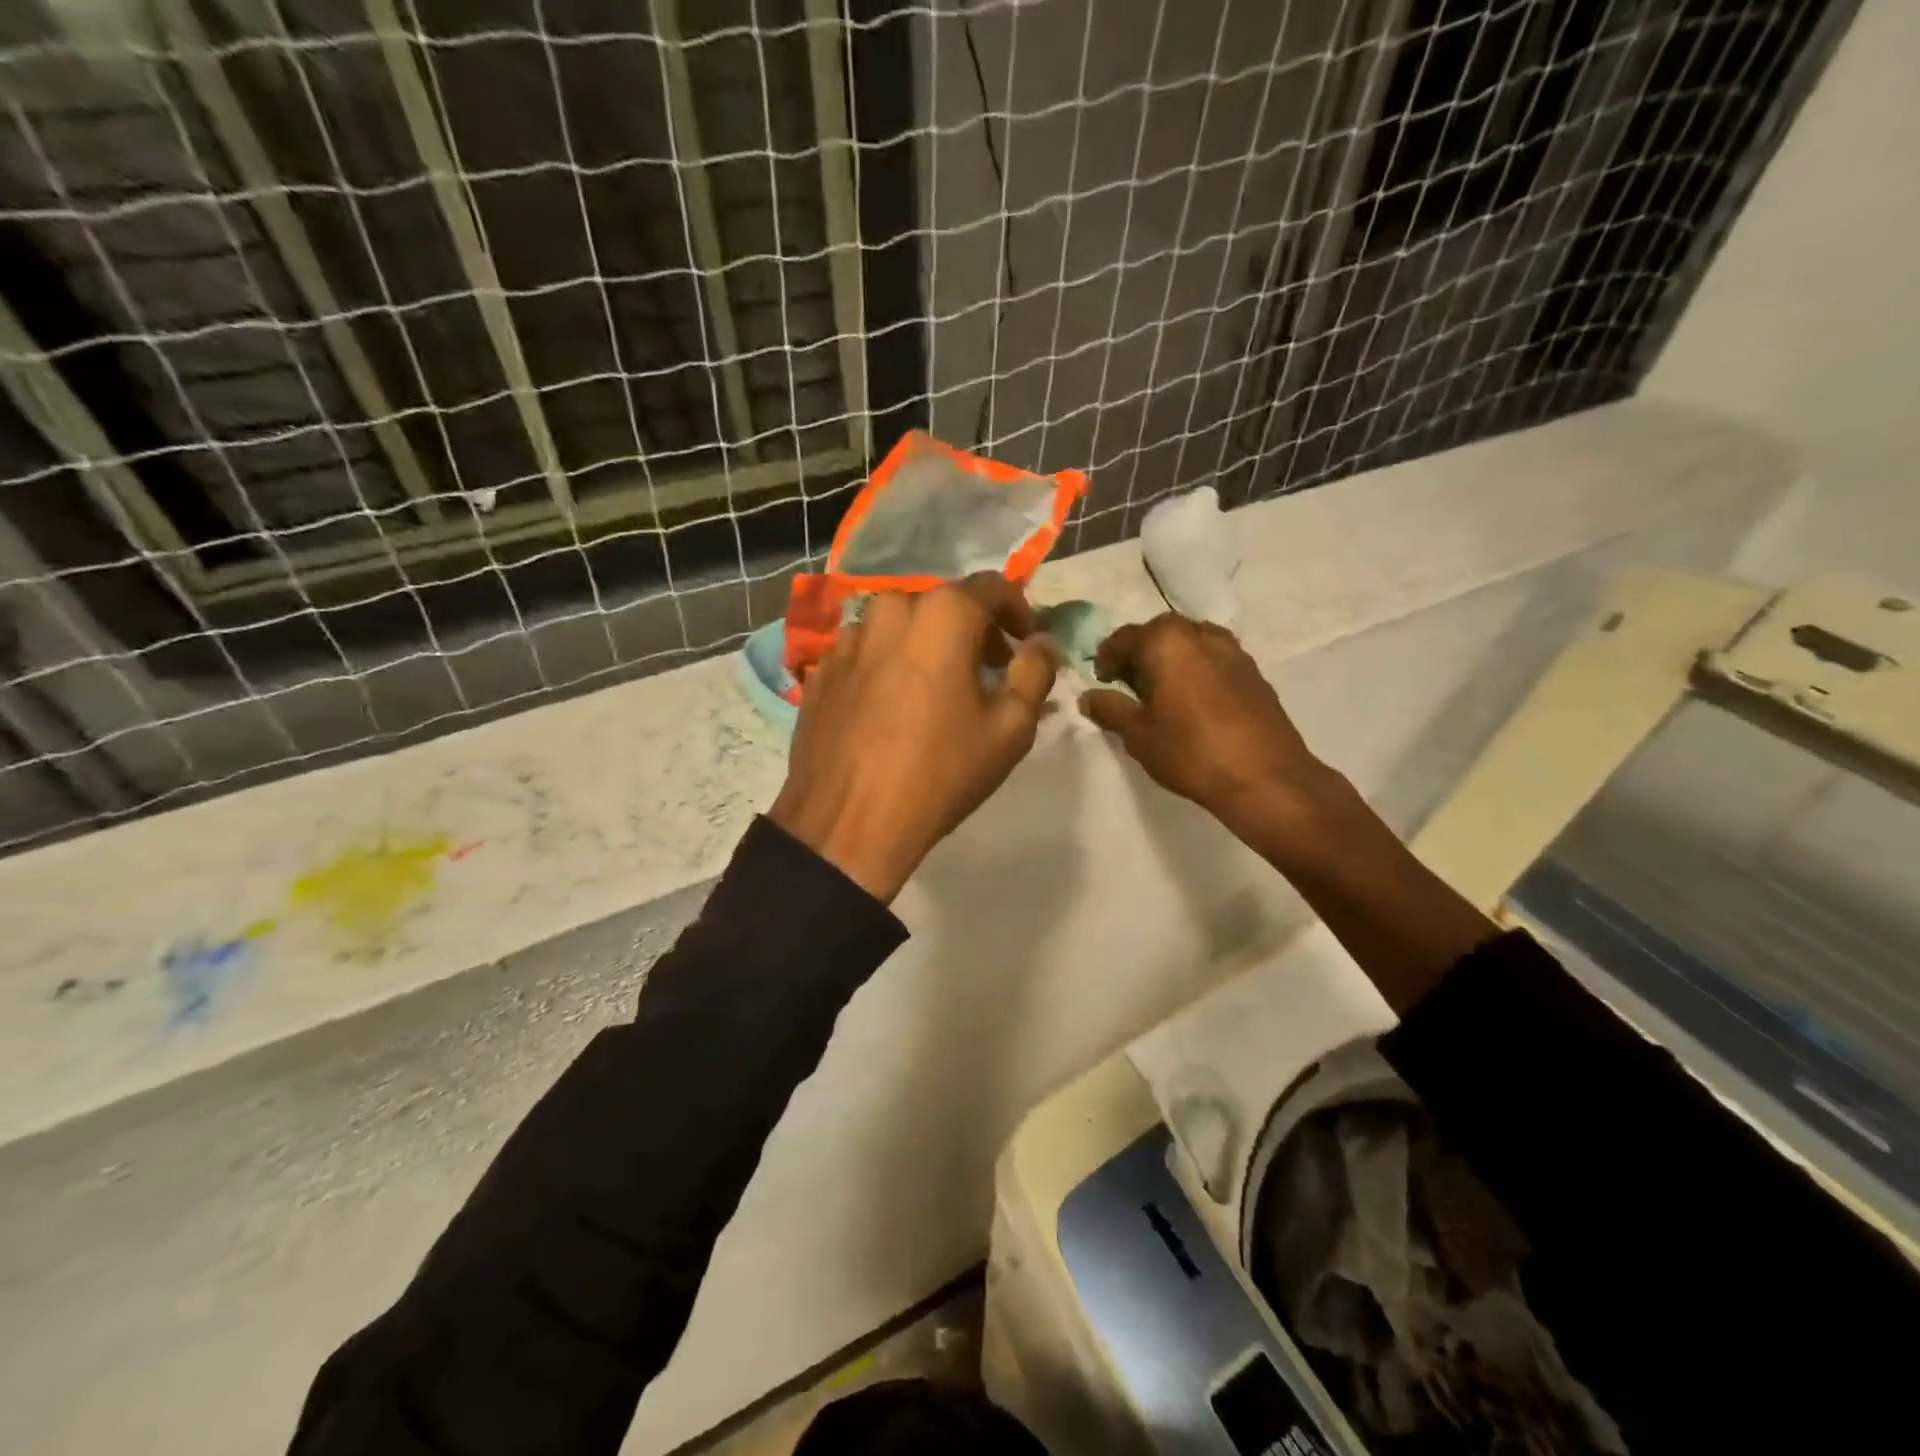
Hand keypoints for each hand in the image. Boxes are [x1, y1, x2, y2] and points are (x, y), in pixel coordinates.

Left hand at [769, 573, 1057, 902]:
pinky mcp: (820, 671)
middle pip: (943, 605)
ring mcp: (847, 639)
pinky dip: (889, 666)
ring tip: (938, 691)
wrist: (848, 822)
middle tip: (989, 671)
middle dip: (973, 630)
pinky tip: (893, 708)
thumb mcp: (1010, 728)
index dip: (1018, 611)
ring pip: (900, 627)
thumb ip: (1035, 672)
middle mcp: (889, 609)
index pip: (993, 587)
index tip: (1025, 644)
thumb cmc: (941, 772)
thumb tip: (1041, 643)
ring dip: (927, 646)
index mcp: (941, 613)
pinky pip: (867, 654)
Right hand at [1079, 614, 1352, 867]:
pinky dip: (1196, 671)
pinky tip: (1193, 703)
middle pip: (1159, 634)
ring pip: (1190, 644)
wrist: (1265, 777)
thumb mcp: (1138, 734)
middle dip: (1139, 656)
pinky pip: (1213, 660)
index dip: (1106, 658)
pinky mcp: (1254, 672)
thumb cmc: (1190, 751)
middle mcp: (1200, 634)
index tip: (1101, 682)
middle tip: (1128, 687)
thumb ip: (1110, 709)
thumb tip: (1088, 697)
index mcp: (1167, 641)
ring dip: (1170, 661)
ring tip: (1161, 694)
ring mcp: (1233, 650)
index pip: (1124, 638)